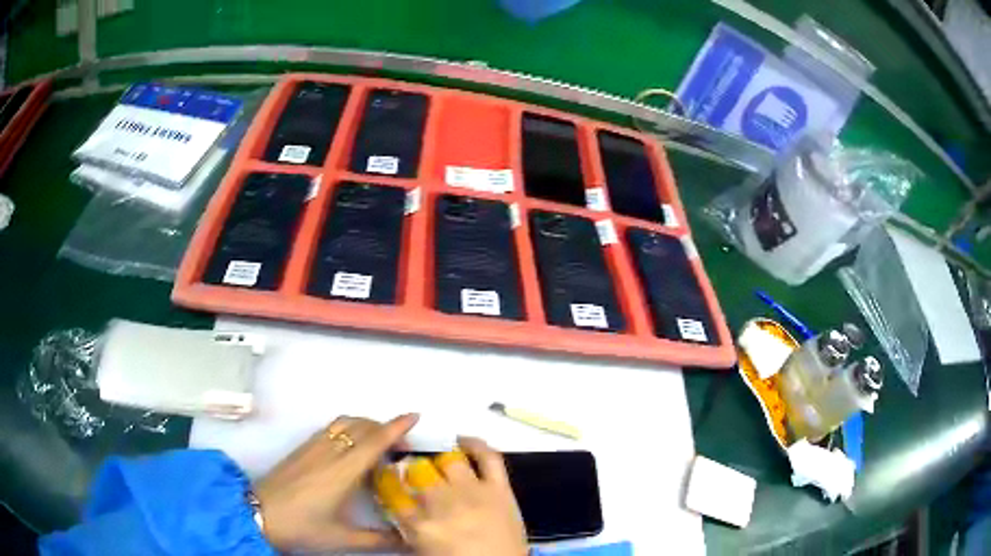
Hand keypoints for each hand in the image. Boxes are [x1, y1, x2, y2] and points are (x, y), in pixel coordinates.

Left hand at [254, 414, 417, 551]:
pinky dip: (348, 427)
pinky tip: (349, 447)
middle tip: (401, 443)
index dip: (396, 426)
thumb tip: (409, 541)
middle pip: (361, 425)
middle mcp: (329, 451)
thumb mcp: (343, 539)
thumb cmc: (303, 526)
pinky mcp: (301, 448)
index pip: (374, 441)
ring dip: (365, 424)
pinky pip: (330, 427)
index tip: (414, 415)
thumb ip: (379, 540)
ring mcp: (312, 446)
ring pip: (344, 422)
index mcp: (343, 471)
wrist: (258, 513)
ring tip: (378, 441)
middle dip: (384, 426)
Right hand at [378, 437, 527, 555]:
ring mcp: (474, 492)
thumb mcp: (421, 550)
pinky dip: (475, 444)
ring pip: (449, 459)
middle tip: (414, 474)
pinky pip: (489, 457)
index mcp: (420, 524)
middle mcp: (444, 502)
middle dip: (412, 469)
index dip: (384, 478)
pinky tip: (463, 441)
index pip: (391, 490)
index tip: (383, 472)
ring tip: (438, 464)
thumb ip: (407, 526)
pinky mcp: (500, 489)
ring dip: (439, 460)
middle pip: (418, 470)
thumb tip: (397, 504)